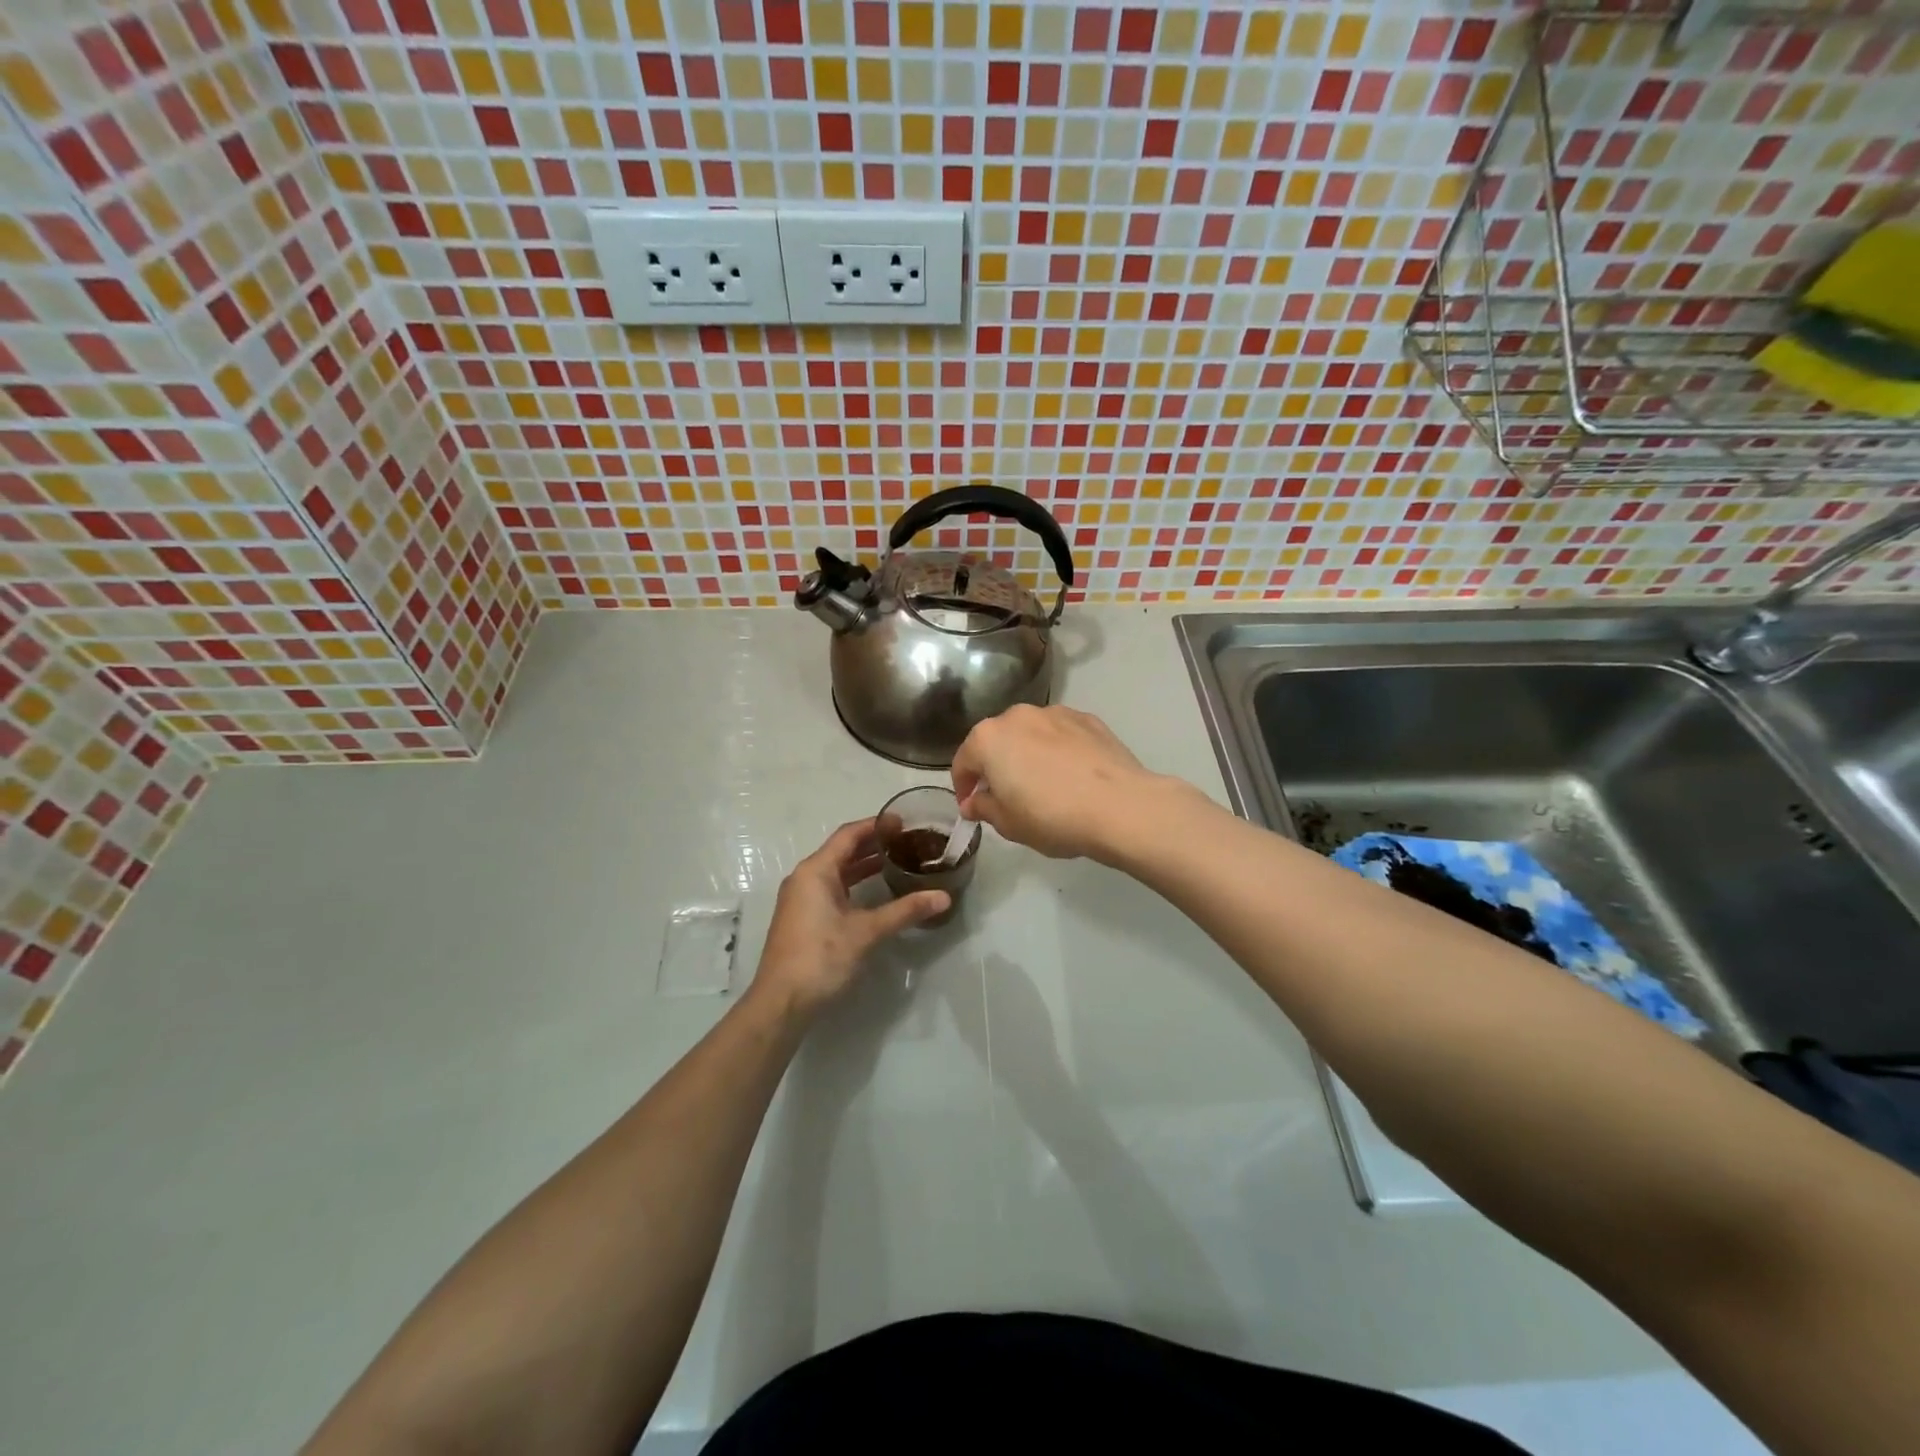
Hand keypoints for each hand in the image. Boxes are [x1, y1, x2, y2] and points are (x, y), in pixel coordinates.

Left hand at [750, 818, 948, 1017]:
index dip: (876, 825)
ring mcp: (802, 899)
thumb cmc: (821, 957)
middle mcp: (805, 878)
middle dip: (873, 844)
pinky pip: (832, 888)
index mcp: (815, 871)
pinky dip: (854, 884)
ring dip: (864, 865)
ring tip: (897, 861)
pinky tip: (875, 892)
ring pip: (837, 871)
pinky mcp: (804, 918)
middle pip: (842, 851)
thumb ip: (905, 911)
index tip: (903, 822)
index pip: (848, 835)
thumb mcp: (866, 932)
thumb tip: (943, 897)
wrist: (782, 1002)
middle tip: (907, 841)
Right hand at [950, 704, 1179, 861]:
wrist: (1119, 806)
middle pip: (996, 741)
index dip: (963, 786)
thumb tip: (973, 803)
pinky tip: (1071, 775)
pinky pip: (1061, 735)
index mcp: (989, 738)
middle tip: (1006, 796)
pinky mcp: (1088, 719)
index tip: (971, 807)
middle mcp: (1018, 716)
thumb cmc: (1052, 817)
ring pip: (1030, 733)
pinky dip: (1058, 750)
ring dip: (1027, 754)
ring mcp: (1055, 713)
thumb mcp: (1008, 824)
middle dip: (996, 766)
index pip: (963, 761)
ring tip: (1042, 784)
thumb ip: (983, 808)